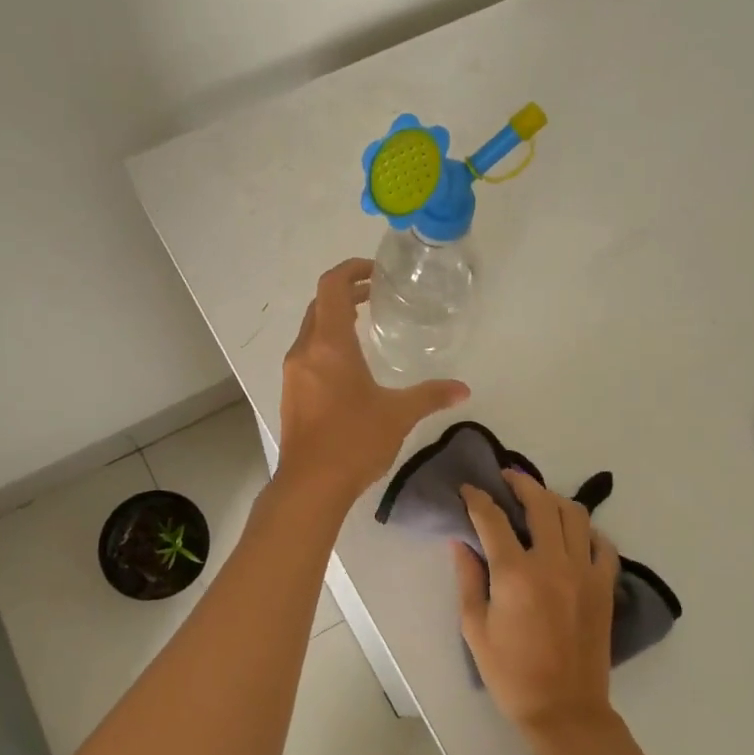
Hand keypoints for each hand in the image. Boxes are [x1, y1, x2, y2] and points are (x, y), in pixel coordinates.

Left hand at [276, 258, 468, 502]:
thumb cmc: (354, 441)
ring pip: (311, 330)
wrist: (311, 484)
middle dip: (346, 293)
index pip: (332, 286)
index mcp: (329, 344)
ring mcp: (293, 372)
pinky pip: (307, 353)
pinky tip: (349, 366)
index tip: (375, 272)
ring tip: (365, 325)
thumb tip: (463, 389)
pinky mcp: (290, 392)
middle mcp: (305, 350)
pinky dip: (326, 344)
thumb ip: (431, 395)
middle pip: (319, 305)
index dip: (351, 270)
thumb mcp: (398, 414)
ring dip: (334, 319)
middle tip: (375, 295)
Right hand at [455, 470, 619, 736]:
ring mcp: (584, 573)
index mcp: (514, 573)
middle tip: (506, 479)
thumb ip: (468, 579)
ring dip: (553, 500)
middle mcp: (552, 563)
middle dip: (520, 484)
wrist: (564, 710)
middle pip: (540, 504)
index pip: (492, 519)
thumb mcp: (475, 628)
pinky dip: (588, 531)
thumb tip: (461, 543)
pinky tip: (574, 533)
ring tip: (539, 499)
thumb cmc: (510, 673)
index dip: (477, 499)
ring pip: (575, 516)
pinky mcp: (604, 587)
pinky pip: (602, 545)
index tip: (468, 489)